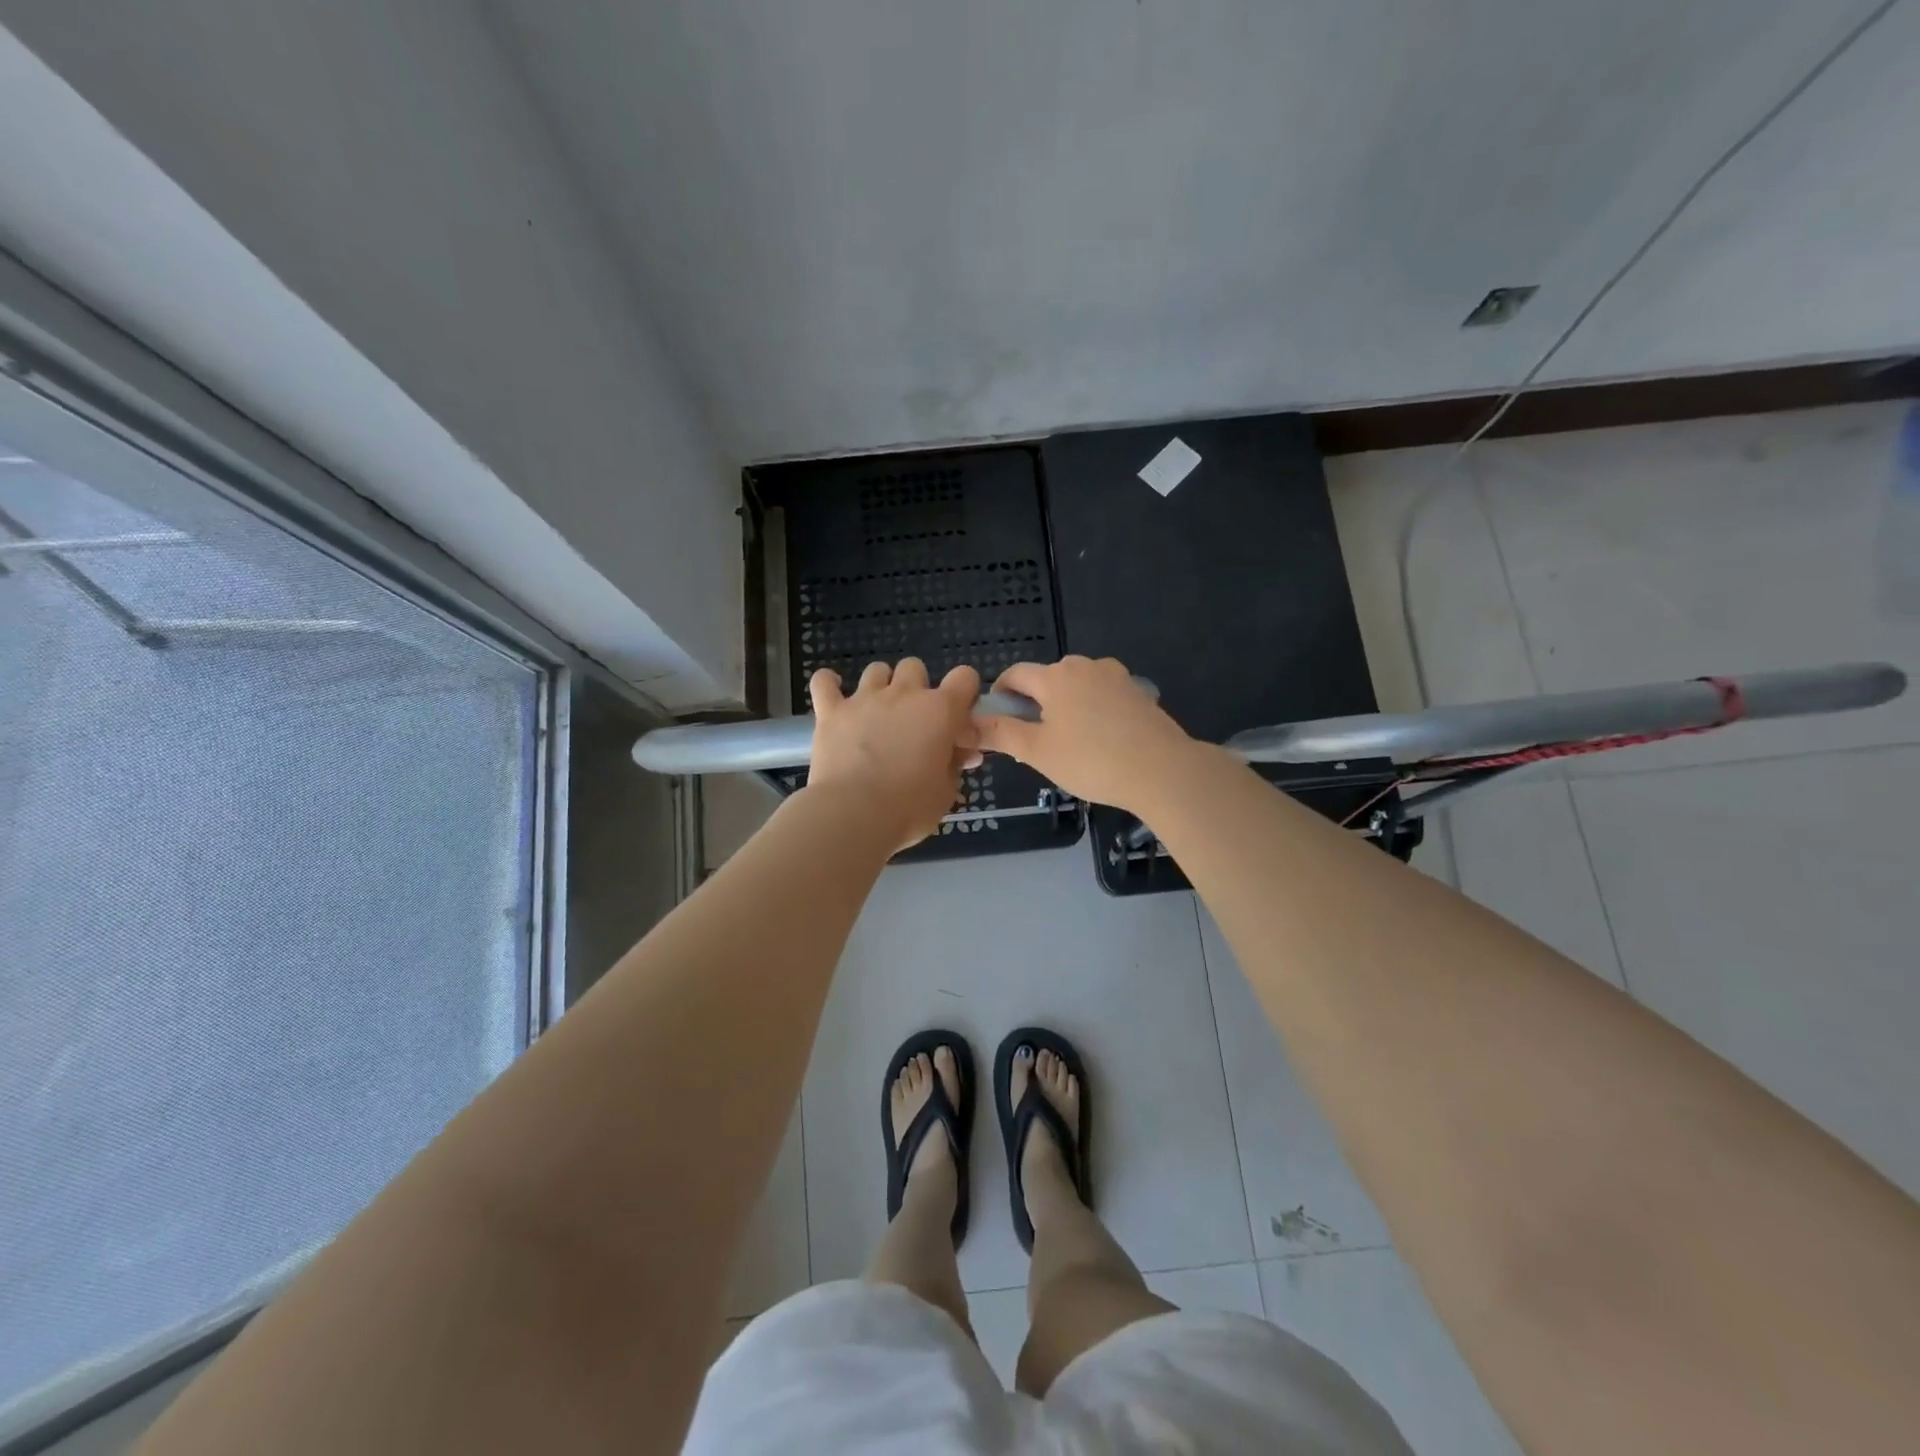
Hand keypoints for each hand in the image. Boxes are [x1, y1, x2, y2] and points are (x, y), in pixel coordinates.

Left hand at [808, 658, 982, 850]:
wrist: (854, 814)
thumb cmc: (909, 808)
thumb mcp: (945, 792)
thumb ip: (954, 765)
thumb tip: (962, 753)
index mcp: (940, 711)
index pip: (965, 677)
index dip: (964, 693)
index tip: (957, 717)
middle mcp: (904, 694)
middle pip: (915, 667)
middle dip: (917, 688)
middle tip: (913, 721)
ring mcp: (864, 699)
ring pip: (876, 670)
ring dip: (881, 685)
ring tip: (878, 712)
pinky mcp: (831, 711)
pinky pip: (824, 682)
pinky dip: (829, 683)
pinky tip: (833, 693)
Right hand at [974, 656, 1195, 812]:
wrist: (1162, 770)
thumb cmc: (1091, 761)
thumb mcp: (1037, 751)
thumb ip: (1000, 733)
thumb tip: (966, 723)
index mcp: (1055, 676)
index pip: (1015, 674)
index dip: (1000, 695)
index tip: (998, 721)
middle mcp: (1084, 666)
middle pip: (1047, 679)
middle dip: (1034, 704)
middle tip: (1034, 741)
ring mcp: (1115, 676)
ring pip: (1076, 687)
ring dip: (1064, 707)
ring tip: (1069, 743)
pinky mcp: (1137, 691)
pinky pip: (1101, 695)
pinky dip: (1091, 710)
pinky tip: (1099, 740)